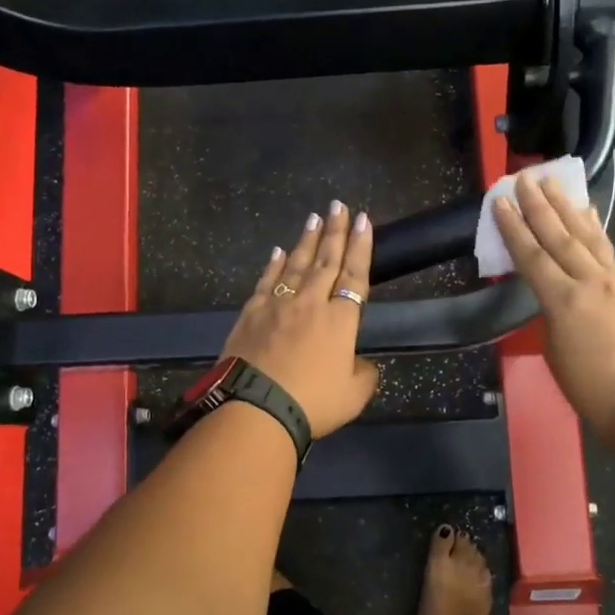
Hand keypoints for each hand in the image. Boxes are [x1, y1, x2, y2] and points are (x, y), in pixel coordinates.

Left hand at [222, 201, 379, 437]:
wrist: (256, 408)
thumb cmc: (312, 403)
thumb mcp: (353, 395)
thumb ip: (364, 374)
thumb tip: (360, 363)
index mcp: (340, 320)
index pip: (355, 275)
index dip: (361, 246)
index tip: (363, 220)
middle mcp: (311, 303)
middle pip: (326, 260)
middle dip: (335, 232)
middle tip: (338, 206)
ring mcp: (278, 305)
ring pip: (296, 264)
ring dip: (307, 240)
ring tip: (314, 217)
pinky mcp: (251, 313)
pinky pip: (267, 281)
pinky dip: (274, 264)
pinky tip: (279, 252)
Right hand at [494, 173, 614, 450]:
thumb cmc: (590, 389)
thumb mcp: (555, 351)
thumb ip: (552, 314)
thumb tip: (557, 295)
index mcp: (563, 301)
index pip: (531, 255)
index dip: (513, 227)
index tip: (500, 201)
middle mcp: (590, 281)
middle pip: (558, 236)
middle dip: (539, 205)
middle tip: (524, 178)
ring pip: (587, 236)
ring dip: (567, 208)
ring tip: (553, 183)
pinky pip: (609, 250)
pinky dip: (595, 229)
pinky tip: (589, 215)